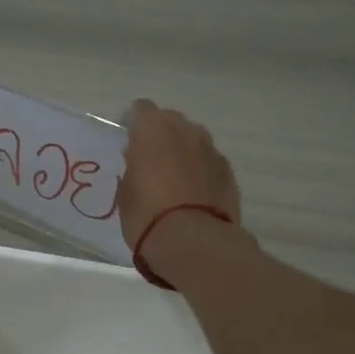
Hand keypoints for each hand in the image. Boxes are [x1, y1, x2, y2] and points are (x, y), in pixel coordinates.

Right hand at [118, 98, 242, 250]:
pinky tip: (193, 196)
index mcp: (153, 129)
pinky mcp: (229, 172)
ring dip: (183, 153)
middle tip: (150, 162)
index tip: (126, 144)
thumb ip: (132, 168)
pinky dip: (200, 172)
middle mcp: (186, 131)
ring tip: (173, 180)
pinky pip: (209, 163)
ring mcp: (212, 150)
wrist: (193, 243)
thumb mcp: (125, 192)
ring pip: (193, 141)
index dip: (132, 125)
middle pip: (171, 121)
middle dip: (160, 136)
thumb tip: (139, 162)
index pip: (140, 110)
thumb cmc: (147, 215)